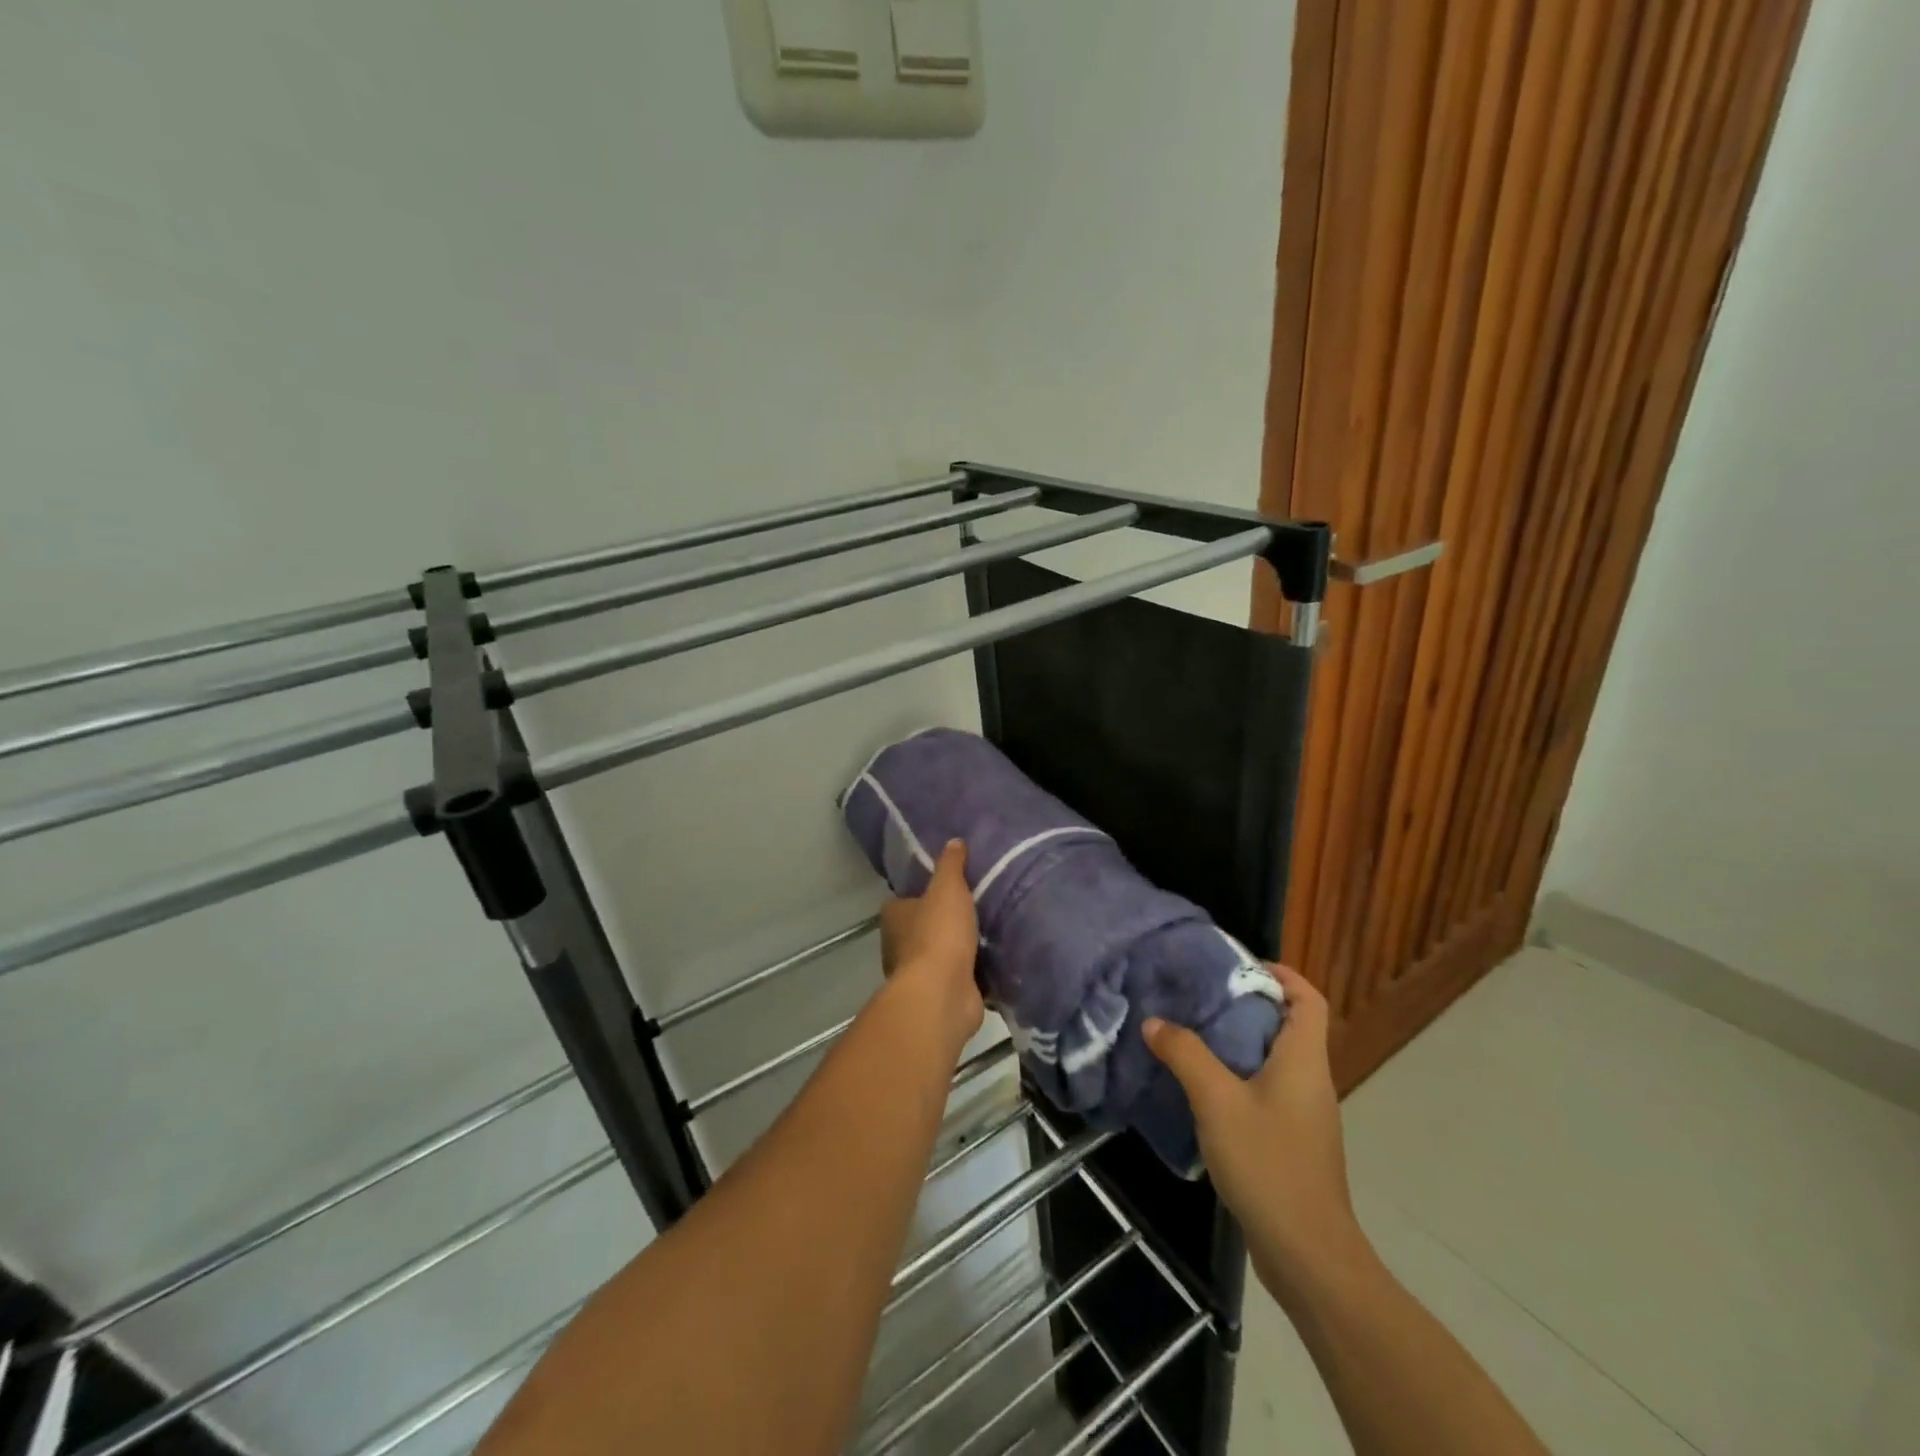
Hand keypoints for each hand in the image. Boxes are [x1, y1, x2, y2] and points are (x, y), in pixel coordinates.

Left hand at [879, 840, 983, 1047]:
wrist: (943, 993)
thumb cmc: (938, 933)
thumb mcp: (948, 888)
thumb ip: (951, 865)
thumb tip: (954, 841)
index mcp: (894, 917)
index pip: (904, 900)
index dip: (922, 893)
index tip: (947, 888)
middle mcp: (899, 945)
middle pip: (921, 928)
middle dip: (943, 922)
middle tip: (974, 909)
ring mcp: (918, 974)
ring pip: (940, 955)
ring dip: (959, 950)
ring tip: (990, 933)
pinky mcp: (940, 995)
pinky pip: (958, 978)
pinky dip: (972, 973)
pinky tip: (994, 962)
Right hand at [1143, 964, 1369, 1302]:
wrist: (1307, 1255)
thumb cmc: (1268, 1165)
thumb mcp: (1217, 1102)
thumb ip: (1185, 1055)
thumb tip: (1155, 1021)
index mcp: (1304, 1060)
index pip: (1308, 998)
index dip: (1281, 974)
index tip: (1236, 966)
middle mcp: (1310, 1080)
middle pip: (1287, 1024)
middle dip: (1246, 1004)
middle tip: (1198, 995)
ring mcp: (1304, 1114)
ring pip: (1274, 1059)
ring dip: (1238, 1041)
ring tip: (1191, 1032)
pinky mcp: (1292, 1141)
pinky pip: (1266, 1090)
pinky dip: (1237, 1076)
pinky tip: (1201, 1087)